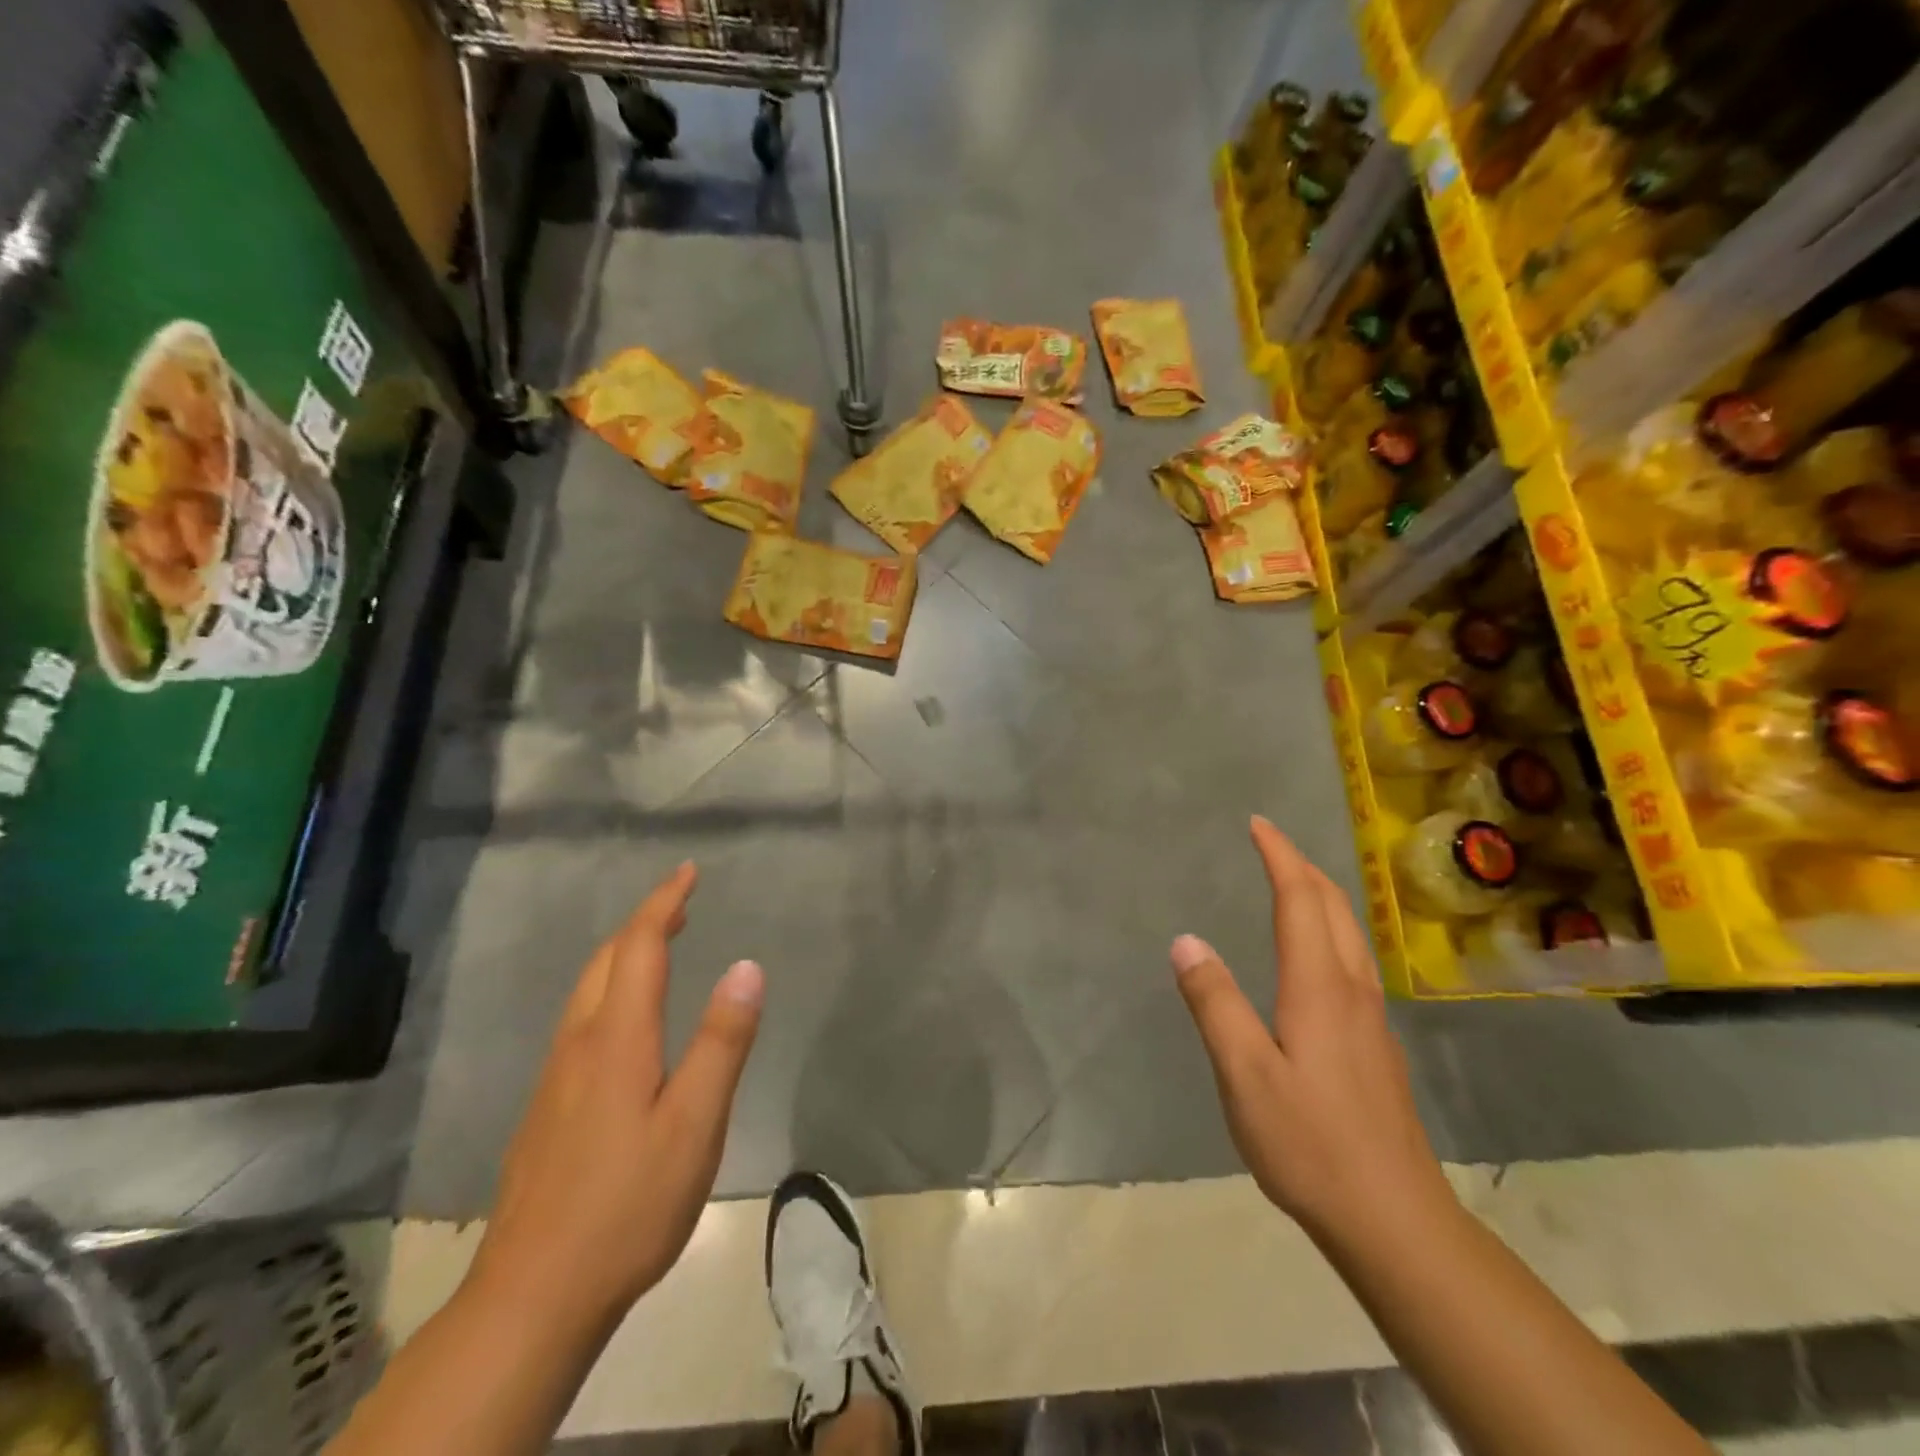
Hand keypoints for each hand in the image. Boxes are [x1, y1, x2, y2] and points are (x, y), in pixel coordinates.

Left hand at [468, 863, 763, 1330]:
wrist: (532, 1295)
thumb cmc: (628, 1203)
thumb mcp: (695, 1122)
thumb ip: (722, 1041)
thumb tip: (747, 966)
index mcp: (616, 1037)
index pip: (638, 946)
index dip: (663, 903)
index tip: (688, 871)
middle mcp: (579, 1044)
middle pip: (605, 960)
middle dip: (643, 922)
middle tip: (681, 904)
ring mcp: (555, 1078)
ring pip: (587, 991)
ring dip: (623, 954)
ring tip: (660, 946)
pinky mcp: (547, 1109)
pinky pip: (581, 1021)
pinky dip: (610, 990)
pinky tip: (626, 1020)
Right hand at [1172, 817, 1452, 1243]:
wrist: (1394, 1219)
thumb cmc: (1309, 1142)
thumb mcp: (1244, 1073)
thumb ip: (1215, 1002)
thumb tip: (1186, 940)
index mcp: (1318, 986)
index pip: (1300, 900)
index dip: (1279, 856)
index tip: (1257, 824)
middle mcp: (1351, 989)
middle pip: (1335, 907)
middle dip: (1302, 866)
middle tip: (1270, 843)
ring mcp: (1371, 1019)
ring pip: (1350, 933)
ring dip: (1321, 895)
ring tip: (1291, 882)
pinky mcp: (1375, 1045)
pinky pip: (1351, 960)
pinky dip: (1329, 929)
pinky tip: (1315, 954)